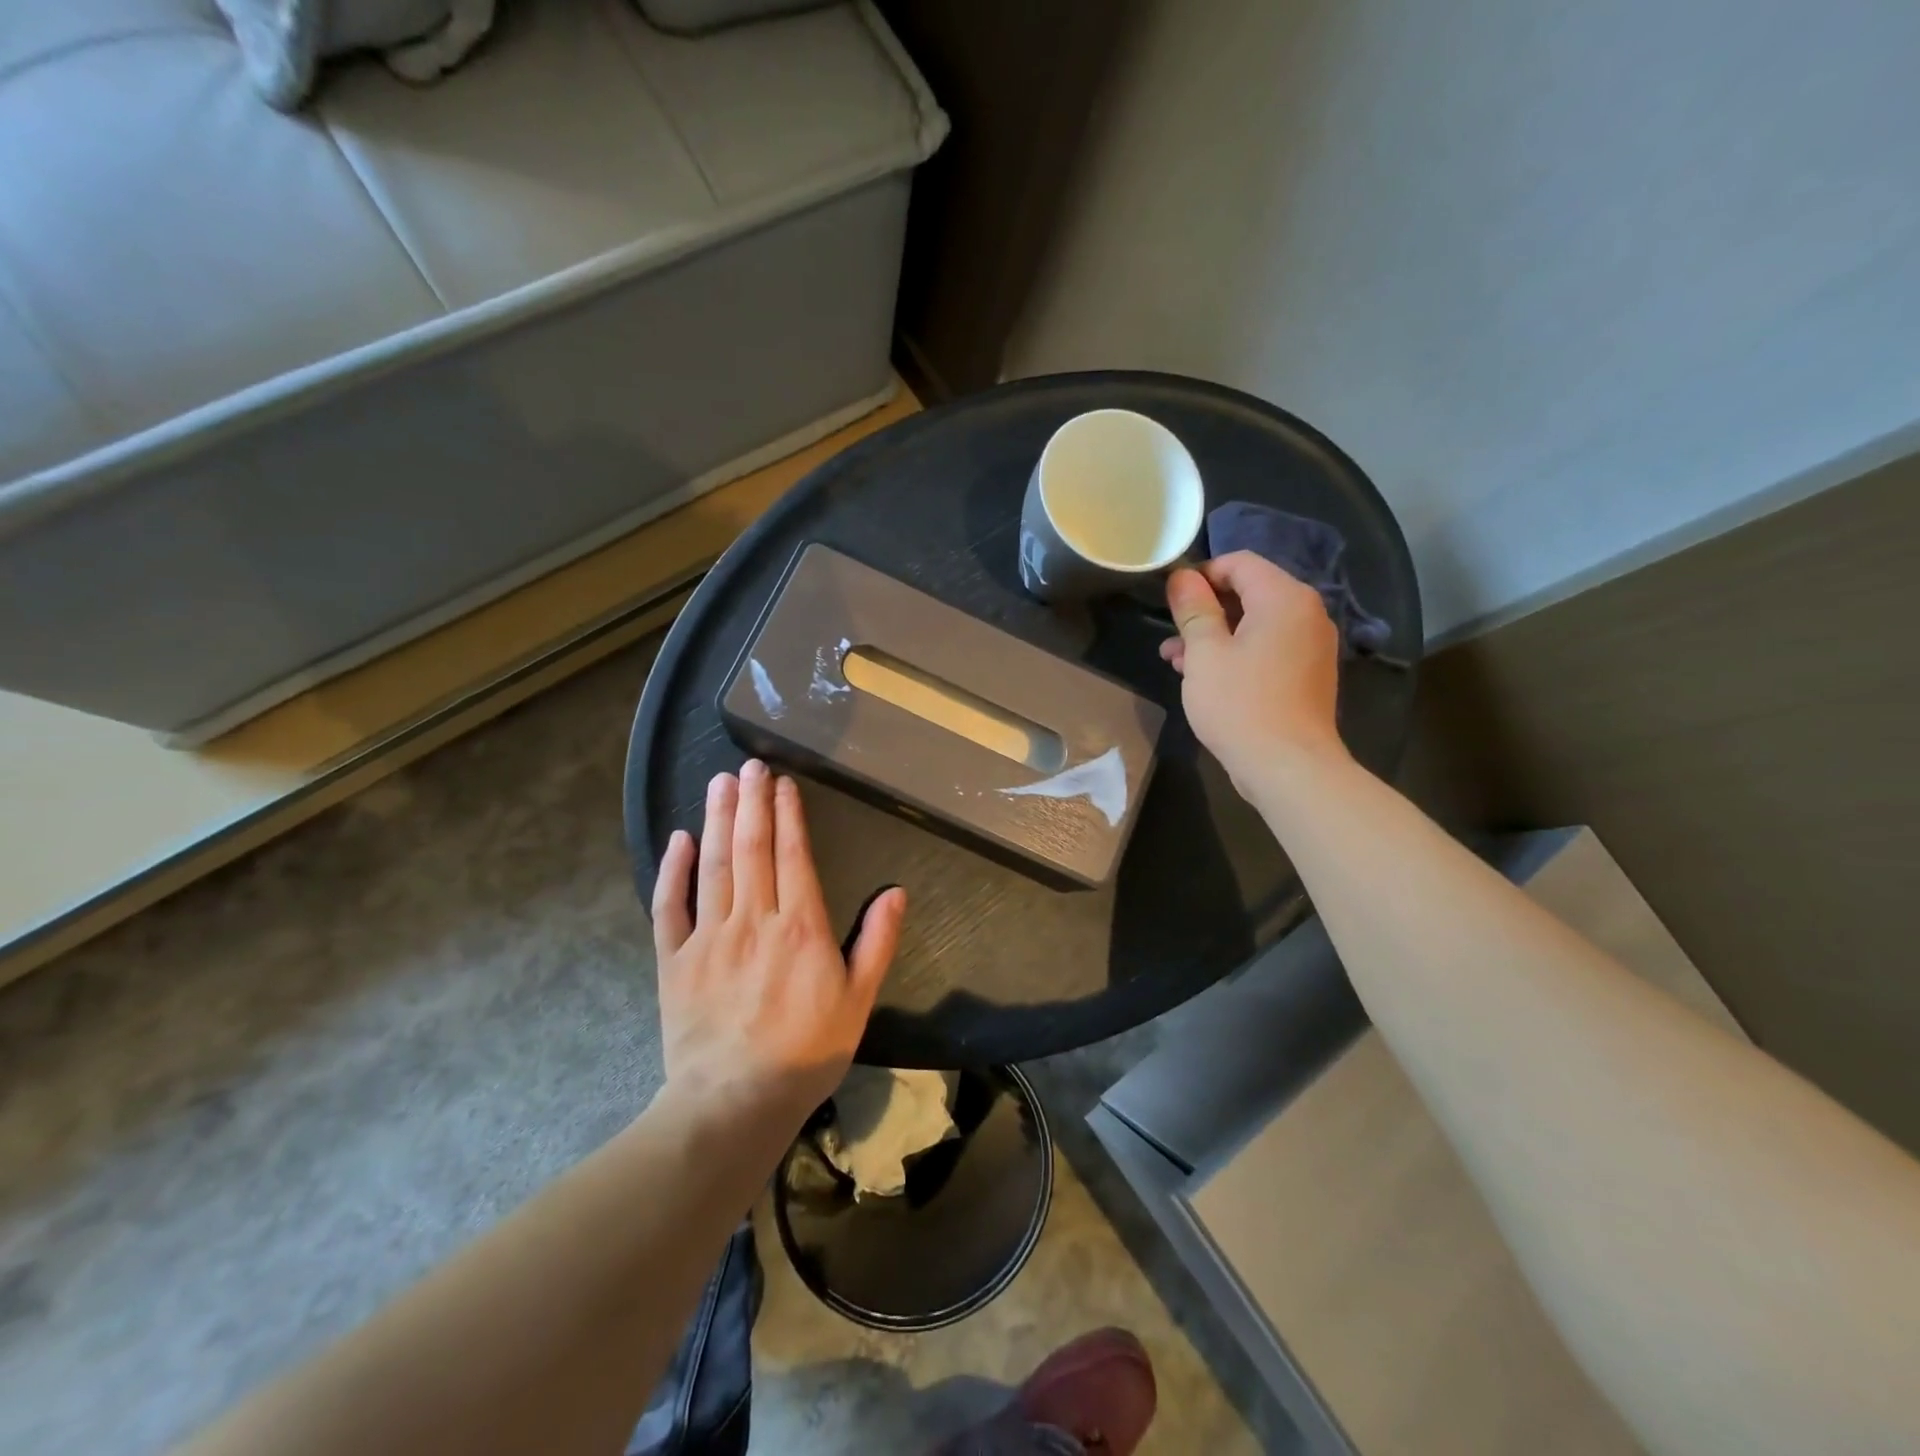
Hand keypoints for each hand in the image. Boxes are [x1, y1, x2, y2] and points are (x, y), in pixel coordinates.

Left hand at [651, 760, 906, 1134]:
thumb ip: (877, 942)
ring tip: (719, 782)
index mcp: (799, 926)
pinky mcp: (673, 959)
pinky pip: (669, 906)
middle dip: (751, 801)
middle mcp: (752, 919)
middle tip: (749, 764)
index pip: (793, 854)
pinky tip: (678, 840)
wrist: (734, 1102)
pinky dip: (673, 870)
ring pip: (712, 865)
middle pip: (751, 847)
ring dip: (716, 819)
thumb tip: (895, 891)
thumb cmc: (806, 1051)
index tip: (782, 782)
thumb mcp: (859, 1001)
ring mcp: (708, 936)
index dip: (788, 814)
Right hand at [1160, 551, 1347, 794]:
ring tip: (1176, 662)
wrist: (1288, 766)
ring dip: (1215, 636)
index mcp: (1284, 598)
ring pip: (1255, 624)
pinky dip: (1237, 654)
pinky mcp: (1307, 674)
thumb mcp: (1204, 653)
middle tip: (1170, 637)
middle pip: (1249, 593)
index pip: (1239, 562)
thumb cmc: (1240, 703)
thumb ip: (1193, 609)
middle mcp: (1306, 613)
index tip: (1171, 602)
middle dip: (1205, 611)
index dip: (1201, 575)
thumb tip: (1183, 577)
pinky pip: (1268, 648)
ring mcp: (1311, 645)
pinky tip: (1205, 678)